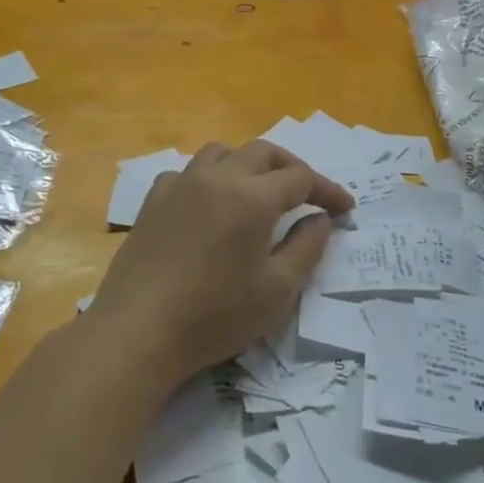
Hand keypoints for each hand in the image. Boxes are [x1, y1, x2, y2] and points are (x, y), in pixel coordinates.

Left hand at [91, 141, 353, 384]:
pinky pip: (189, 172)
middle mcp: (217, 177)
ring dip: (249, 164)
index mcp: (252, 197)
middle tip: (309, 195)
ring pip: (223, 152)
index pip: (301, 178)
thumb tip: (320, 220)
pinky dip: (210, 178)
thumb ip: (307, 248)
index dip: (328, 191)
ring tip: (259, 191)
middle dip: (292, 168)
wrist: (138, 330)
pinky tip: (210, 204)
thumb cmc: (215, 315)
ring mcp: (181, 184)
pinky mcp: (154, 200)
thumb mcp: (277, 291)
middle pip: (264, 152)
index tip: (345, 209)